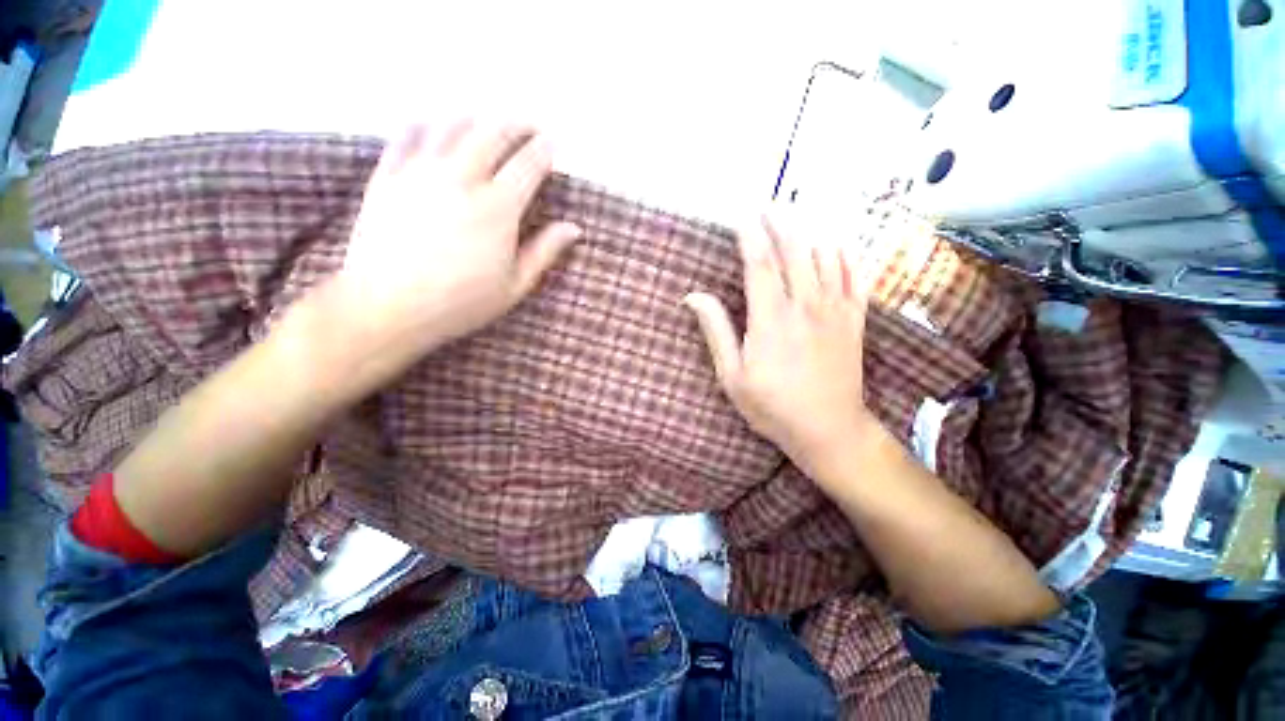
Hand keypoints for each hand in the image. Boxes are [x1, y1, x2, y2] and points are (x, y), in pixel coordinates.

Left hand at [334, 120, 581, 374]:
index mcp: (498, 209)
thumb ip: (544, 252)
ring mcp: (420, 172)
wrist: (388, 307)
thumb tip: (574, 229)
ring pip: (452, 125)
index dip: (544, 149)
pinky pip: (408, 134)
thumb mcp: (514, 285)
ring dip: (476, 118)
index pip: (528, 164)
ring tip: (487, 123)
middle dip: (516, 124)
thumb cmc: (461, 302)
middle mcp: (461, 179)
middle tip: (527, 127)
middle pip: (493, 133)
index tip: (552, 144)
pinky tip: (434, 126)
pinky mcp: (388, 175)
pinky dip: (427, 123)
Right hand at [685, 214, 877, 475]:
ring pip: (825, 257)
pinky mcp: (854, 320)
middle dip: (780, 223)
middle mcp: (804, 305)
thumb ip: (716, 331)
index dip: (749, 235)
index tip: (741, 216)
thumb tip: (693, 296)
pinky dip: (846, 255)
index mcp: (770, 318)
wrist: (828, 429)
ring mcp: (834, 310)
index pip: (758, 263)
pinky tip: (837, 244)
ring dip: (810, 232)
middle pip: (793, 251)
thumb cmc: (771, 405)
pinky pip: (855, 276)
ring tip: (798, 216)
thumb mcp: (732, 375)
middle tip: (769, 204)